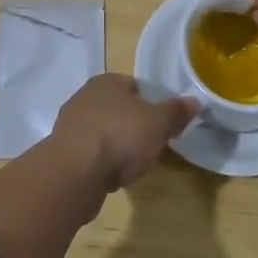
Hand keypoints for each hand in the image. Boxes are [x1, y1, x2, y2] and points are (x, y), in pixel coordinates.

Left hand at [50, 73, 197, 191]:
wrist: (75, 174)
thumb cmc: (120, 137)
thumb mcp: (158, 123)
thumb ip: (175, 112)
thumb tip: (194, 101)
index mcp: (107, 81)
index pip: (134, 85)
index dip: (151, 103)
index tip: (162, 123)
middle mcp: (85, 97)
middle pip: (118, 108)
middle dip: (133, 125)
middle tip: (150, 144)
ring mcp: (70, 125)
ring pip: (103, 131)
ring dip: (116, 145)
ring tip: (131, 164)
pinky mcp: (62, 153)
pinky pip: (90, 153)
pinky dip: (101, 162)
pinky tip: (111, 176)